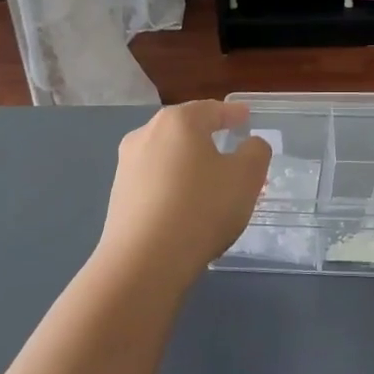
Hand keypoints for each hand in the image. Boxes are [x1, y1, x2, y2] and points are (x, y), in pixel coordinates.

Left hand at [98, 102, 271, 287]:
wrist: (142, 264)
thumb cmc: (201, 208)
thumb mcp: (246, 177)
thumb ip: (255, 152)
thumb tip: (249, 144)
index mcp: (179, 121)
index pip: (212, 109)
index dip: (233, 114)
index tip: (246, 119)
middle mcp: (146, 134)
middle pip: (186, 130)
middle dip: (209, 138)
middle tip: (231, 150)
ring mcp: (126, 166)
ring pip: (168, 156)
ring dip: (189, 164)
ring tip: (210, 183)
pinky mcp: (117, 197)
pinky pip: (155, 181)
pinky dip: (173, 186)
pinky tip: (185, 207)